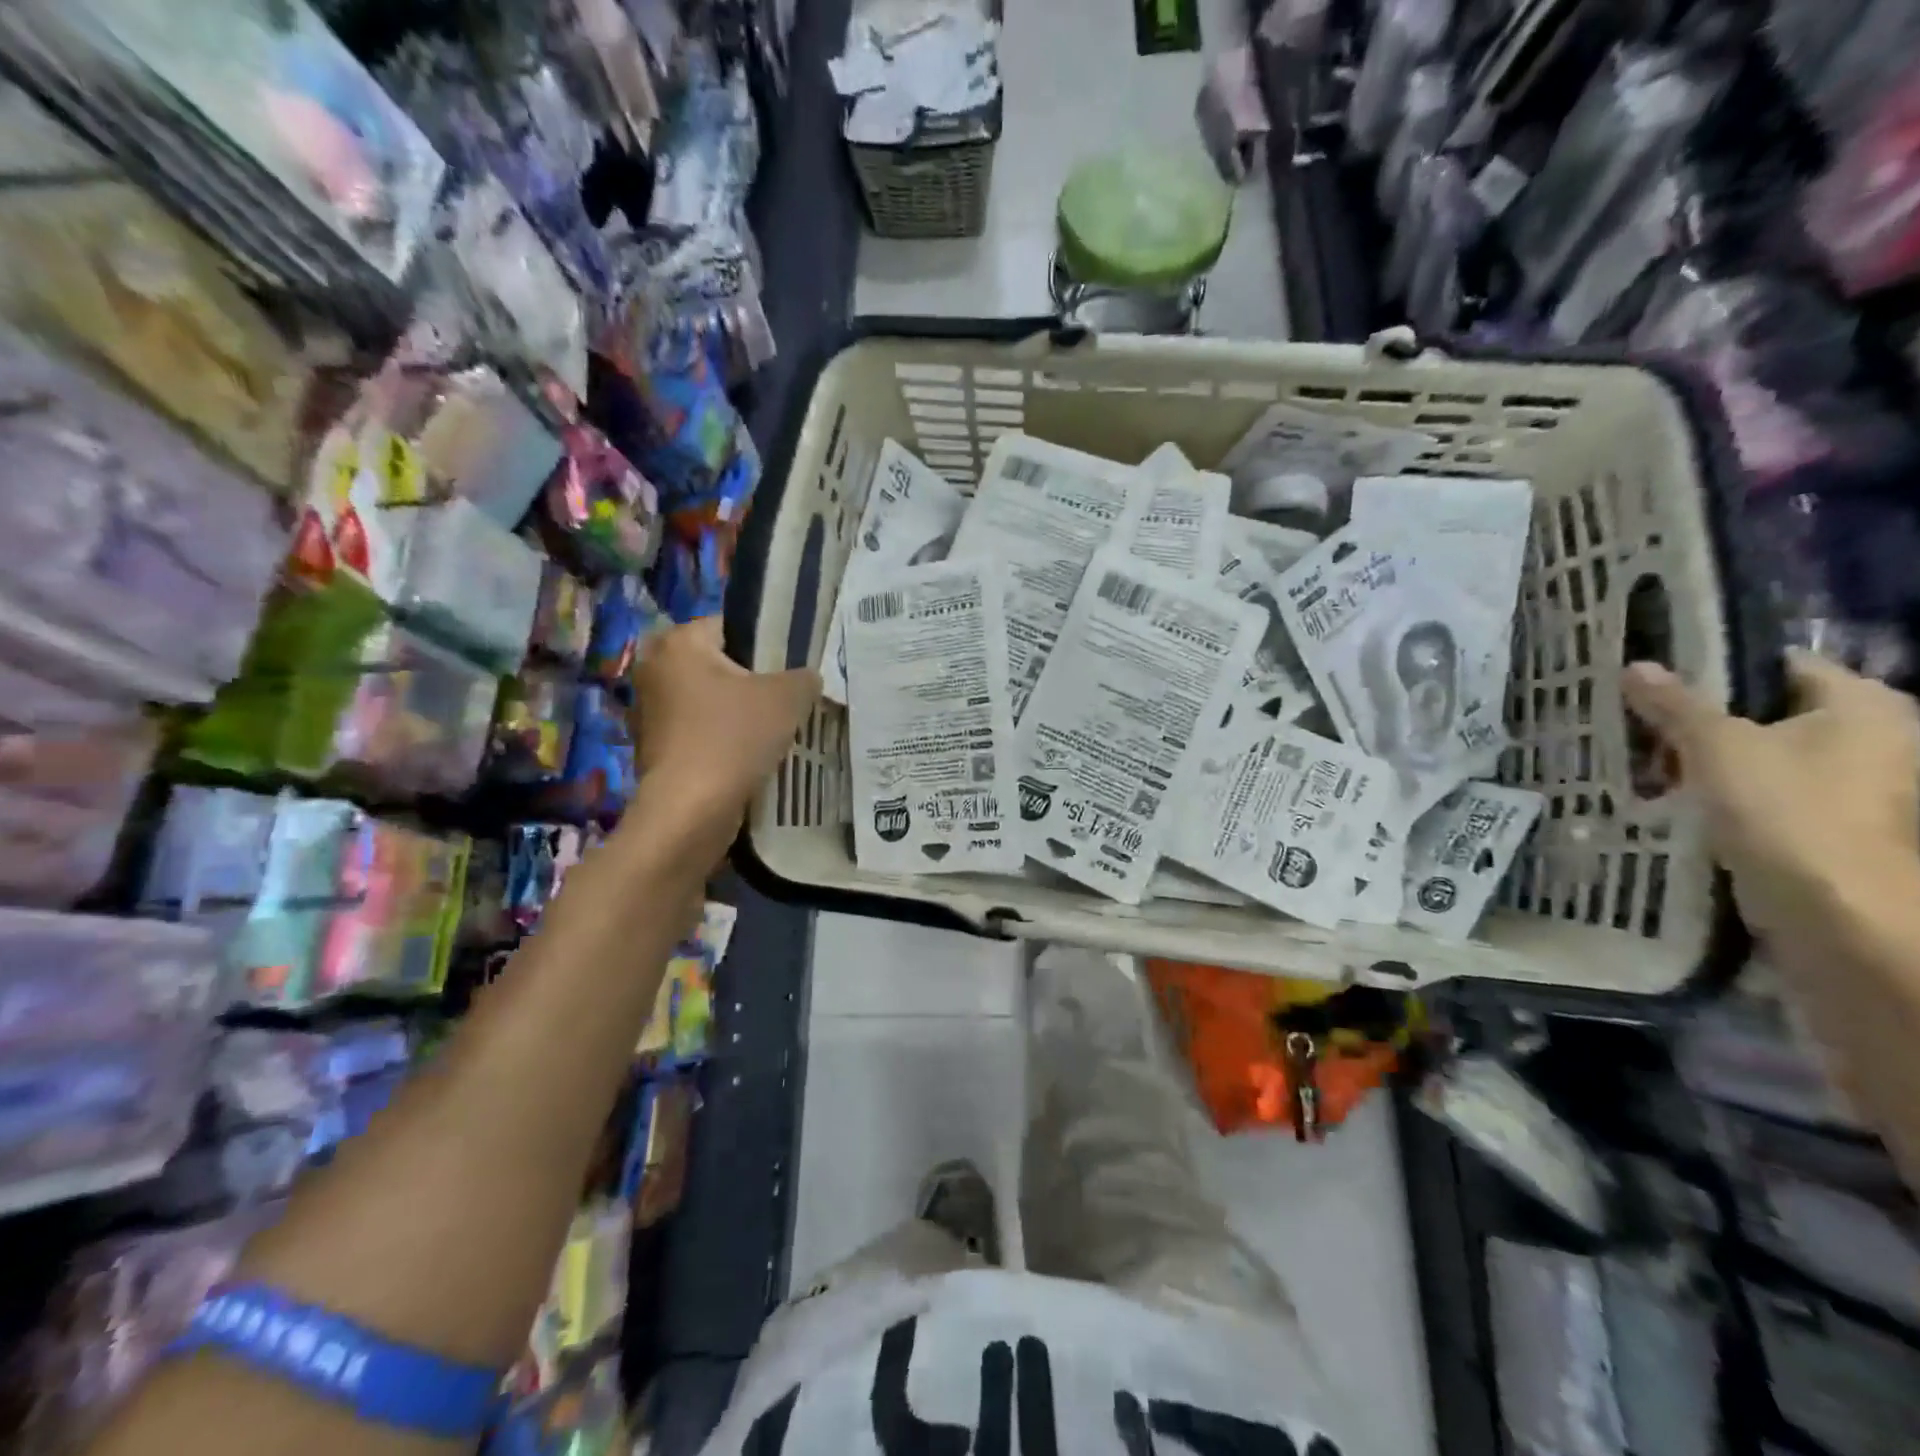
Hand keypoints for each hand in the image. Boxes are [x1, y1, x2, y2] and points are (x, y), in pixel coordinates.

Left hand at [628, 619, 819, 862]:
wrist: (690, 812)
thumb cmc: (734, 738)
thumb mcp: (788, 697)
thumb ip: (804, 677)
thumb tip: (806, 680)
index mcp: (678, 642)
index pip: (732, 626)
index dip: (769, 645)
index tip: (793, 671)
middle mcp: (654, 669)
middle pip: (720, 665)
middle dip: (753, 682)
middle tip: (787, 702)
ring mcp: (648, 712)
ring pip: (709, 701)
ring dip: (737, 714)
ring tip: (773, 732)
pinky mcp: (653, 749)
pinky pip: (699, 732)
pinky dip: (721, 740)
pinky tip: (749, 758)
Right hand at [1622, 650, 1919, 949]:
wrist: (1832, 909)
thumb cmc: (1786, 808)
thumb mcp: (1715, 745)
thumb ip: (1674, 704)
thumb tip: (1635, 666)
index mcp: (1863, 704)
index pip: (1779, 665)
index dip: (1715, 667)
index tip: (1656, 678)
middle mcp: (1872, 738)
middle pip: (1766, 712)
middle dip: (1699, 719)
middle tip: (1636, 719)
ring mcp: (1852, 785)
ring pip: (1758, 755)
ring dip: (1702, 759)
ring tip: (1641, 759)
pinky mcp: (1824, 823)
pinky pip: (1760, 792)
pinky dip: (1717, 791)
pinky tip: (1668, 795)